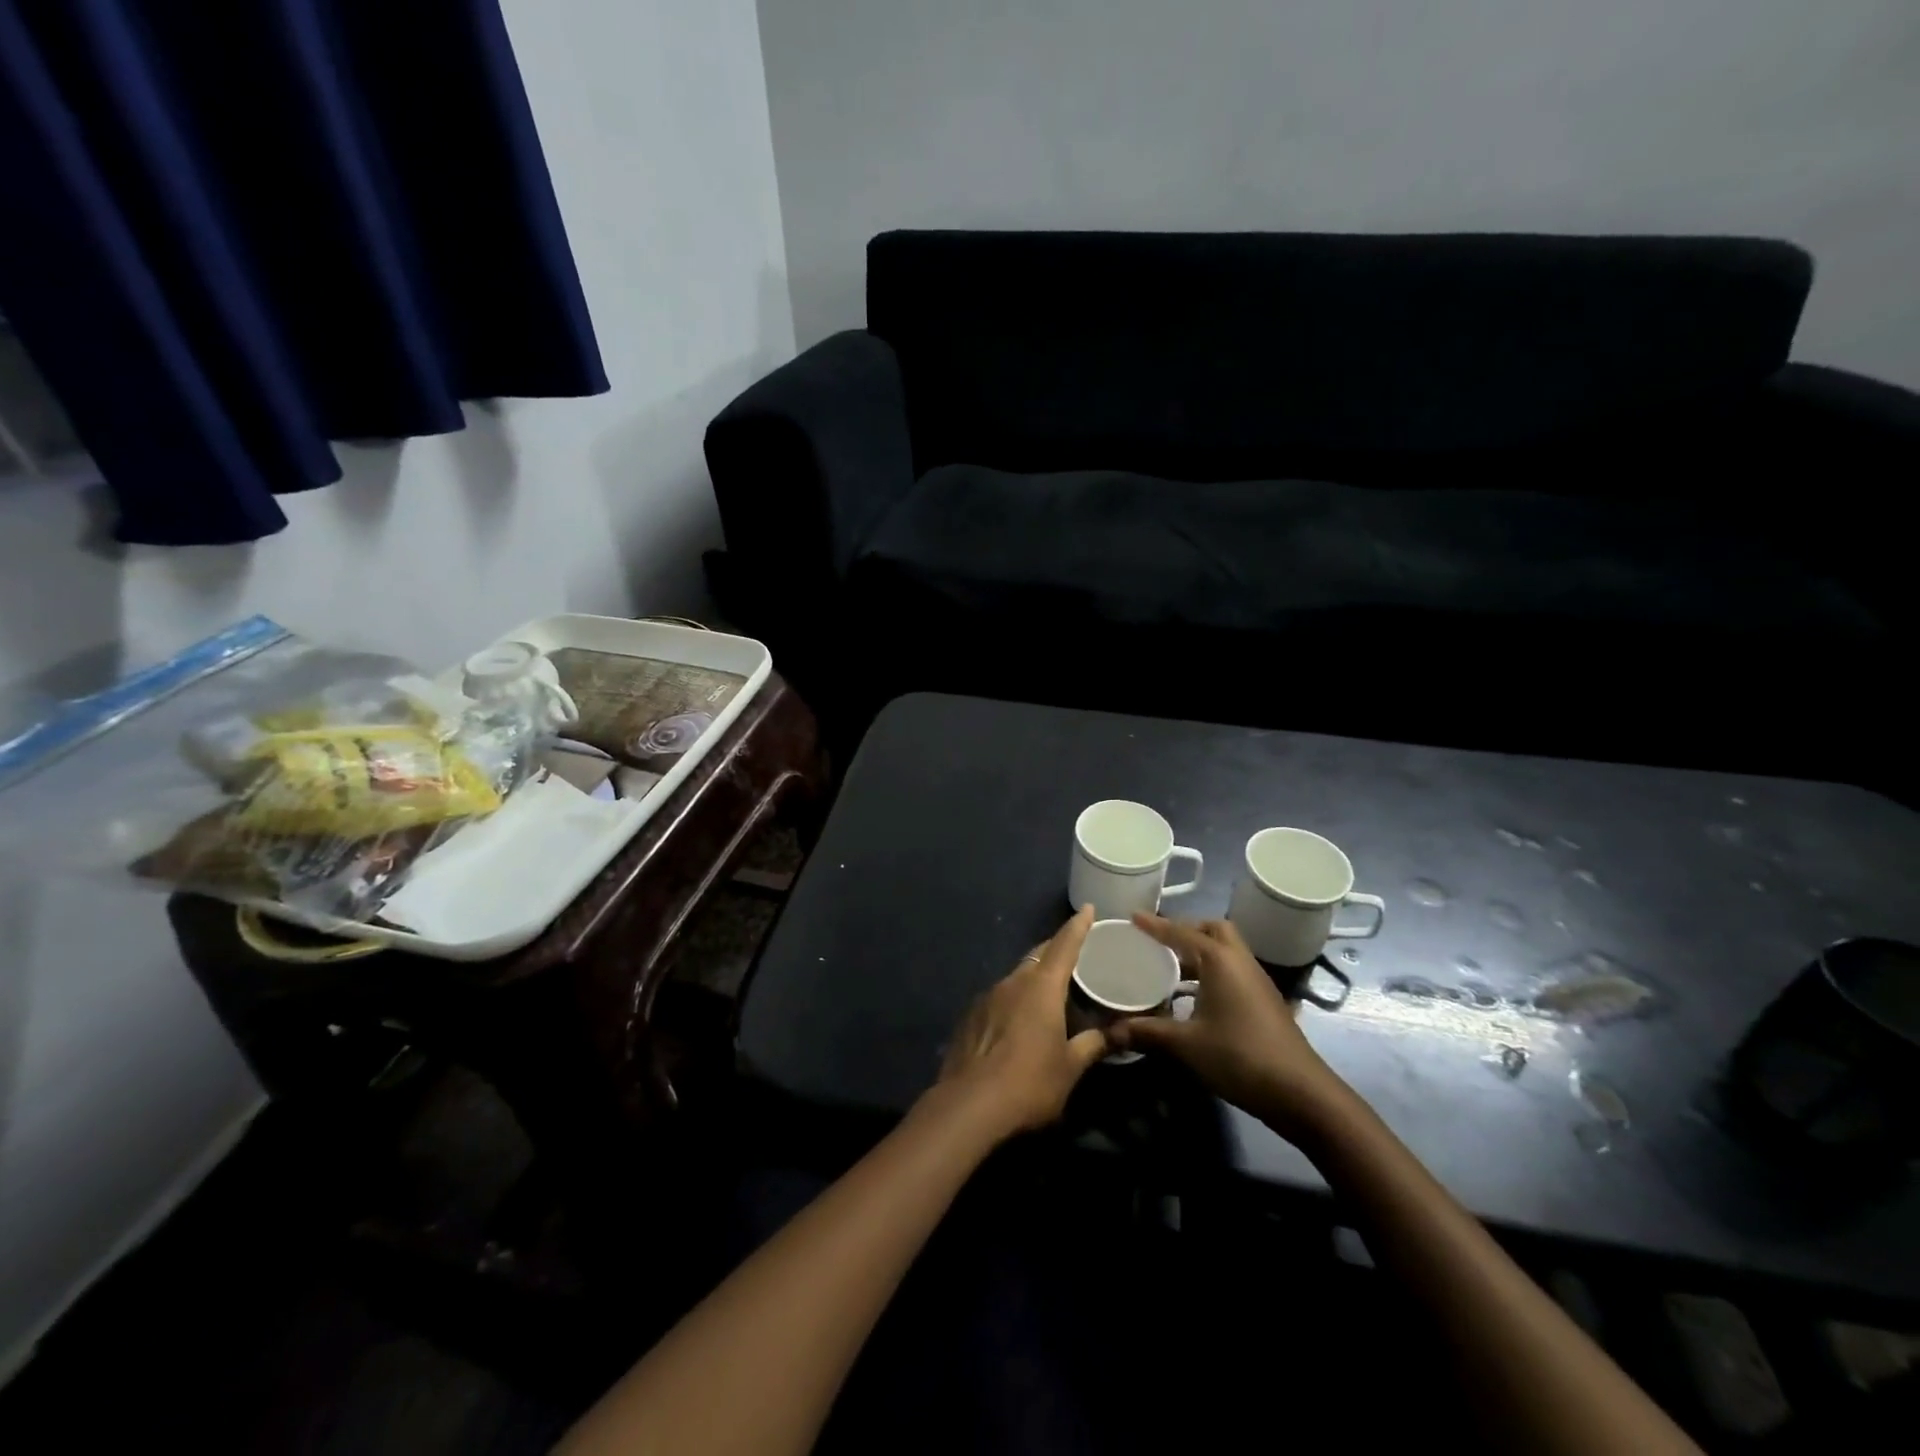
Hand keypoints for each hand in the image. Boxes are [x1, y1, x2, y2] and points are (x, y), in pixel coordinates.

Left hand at [933, 906, 1109, 1137]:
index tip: (1088, 909)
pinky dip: (1014, 1000)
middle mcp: (1013, 982)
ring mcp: (987, 996)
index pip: (1064, 945)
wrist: (969, 1105)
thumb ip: (1093, 1045)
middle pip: (1038, 956)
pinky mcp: (970, 1015)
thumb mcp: (1070, 1067)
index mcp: (1042, 987)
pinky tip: (1018, 1021)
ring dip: (1033, 978)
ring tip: (1049, 992)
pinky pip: (999, 997)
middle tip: (1074, 952)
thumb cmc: (1030, 1082)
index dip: (1078, 926)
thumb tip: (1117, 1034)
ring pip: (1017, 976)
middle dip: (1055, 950)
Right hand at [1108, 915, 1348, 1134]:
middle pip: (1214, 930)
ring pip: (1226, 951)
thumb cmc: (1240, 1057)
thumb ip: (1146, 1033)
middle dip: (1187, 929)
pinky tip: (1194, 997)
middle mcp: (1240, 962)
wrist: (1300, 1093)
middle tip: (1159, 941)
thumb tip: (1108, 1033)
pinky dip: (1212, 971)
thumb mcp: (1186, 1045)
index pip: (1181, 933)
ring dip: (1200, 952)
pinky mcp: (1264, 1001)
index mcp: (1220, 960)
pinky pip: (1233, 971)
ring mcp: (1257, 981)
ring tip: (1170, 967)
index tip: (1133, 916)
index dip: (1156, 925)